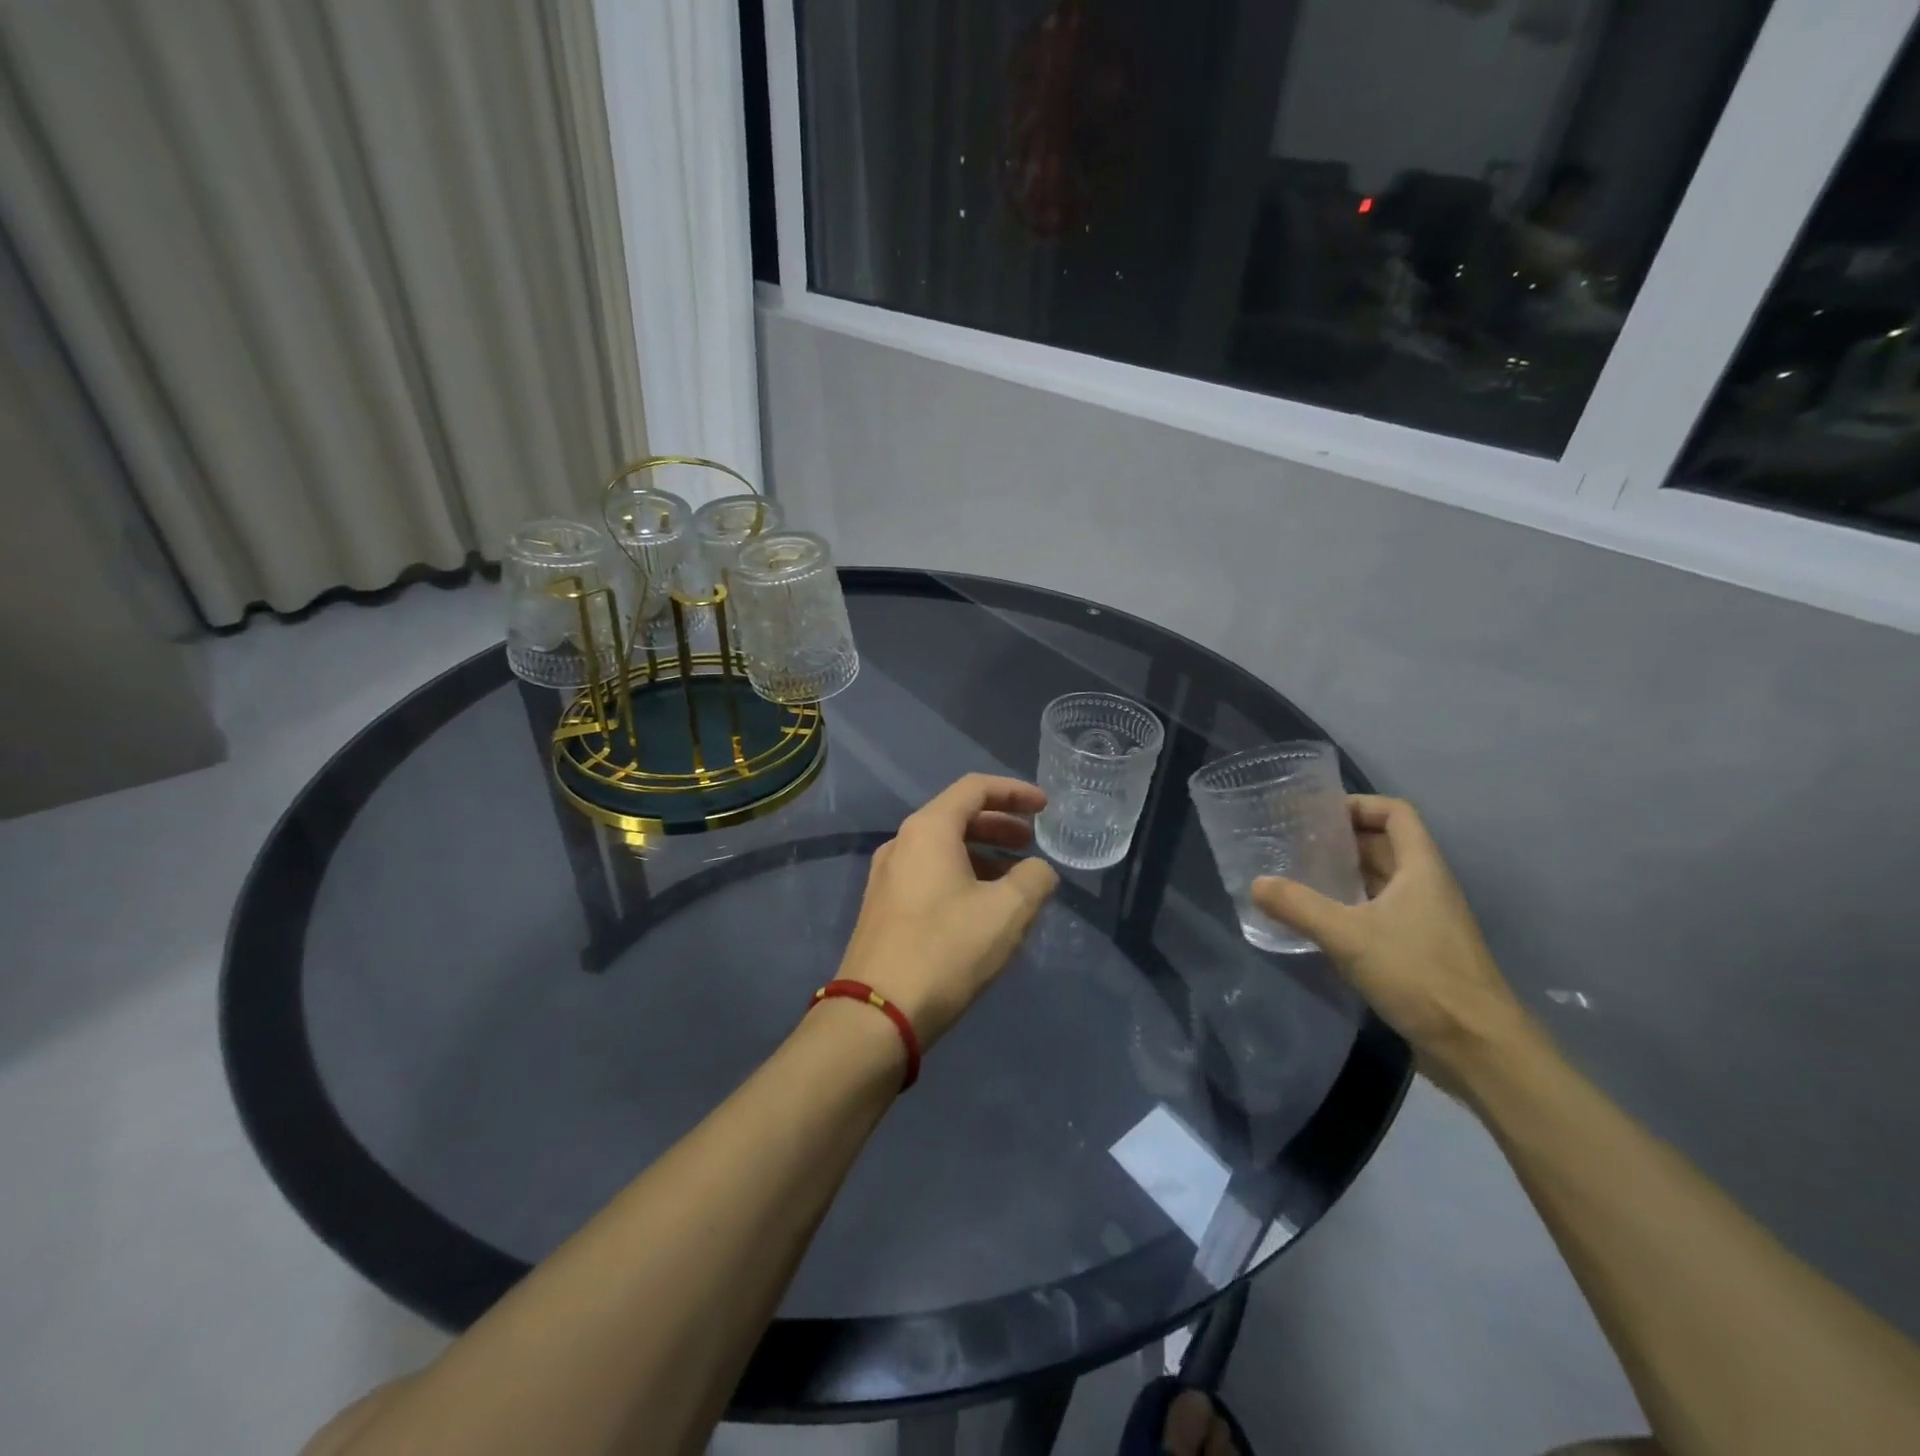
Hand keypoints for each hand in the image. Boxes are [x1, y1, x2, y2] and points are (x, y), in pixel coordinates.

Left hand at [838, 774, 1059, 1048]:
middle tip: (1031, 843)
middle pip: (957, 817)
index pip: (975, 788)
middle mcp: (902, 843)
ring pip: (943, 850)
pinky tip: (982, 909)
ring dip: (982, 855)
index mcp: (928, 830)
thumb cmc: (946, 950)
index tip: (1044, 807)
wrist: (877, 1014)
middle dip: (999, 825)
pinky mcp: (883, 909)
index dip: (1014, 792)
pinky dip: (962, 877)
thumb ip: (1034, 879)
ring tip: (1014, 881)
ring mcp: (887, 877)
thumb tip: (1037, 871)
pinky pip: (929, 875)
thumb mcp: (1007, 912)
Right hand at [1251, 796, 1528, 1079]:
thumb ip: (1300, 906)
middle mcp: (1426, 887)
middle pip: (1384, 845)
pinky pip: (1379, 912)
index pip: (1395, 813)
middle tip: (1294, 842)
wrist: (1477, 1047)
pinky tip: (1319, 920)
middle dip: (1341, 838)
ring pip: (1381, 880)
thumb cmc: (1419, 976)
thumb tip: (1256, 884)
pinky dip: (1349, 906)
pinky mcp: (1418, 950)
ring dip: (1344, 874)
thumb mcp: (1349, 937)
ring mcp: (1425, 920)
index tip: (1317, 813)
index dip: (1359, 804)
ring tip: (1298, 875)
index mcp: (1421, 869)